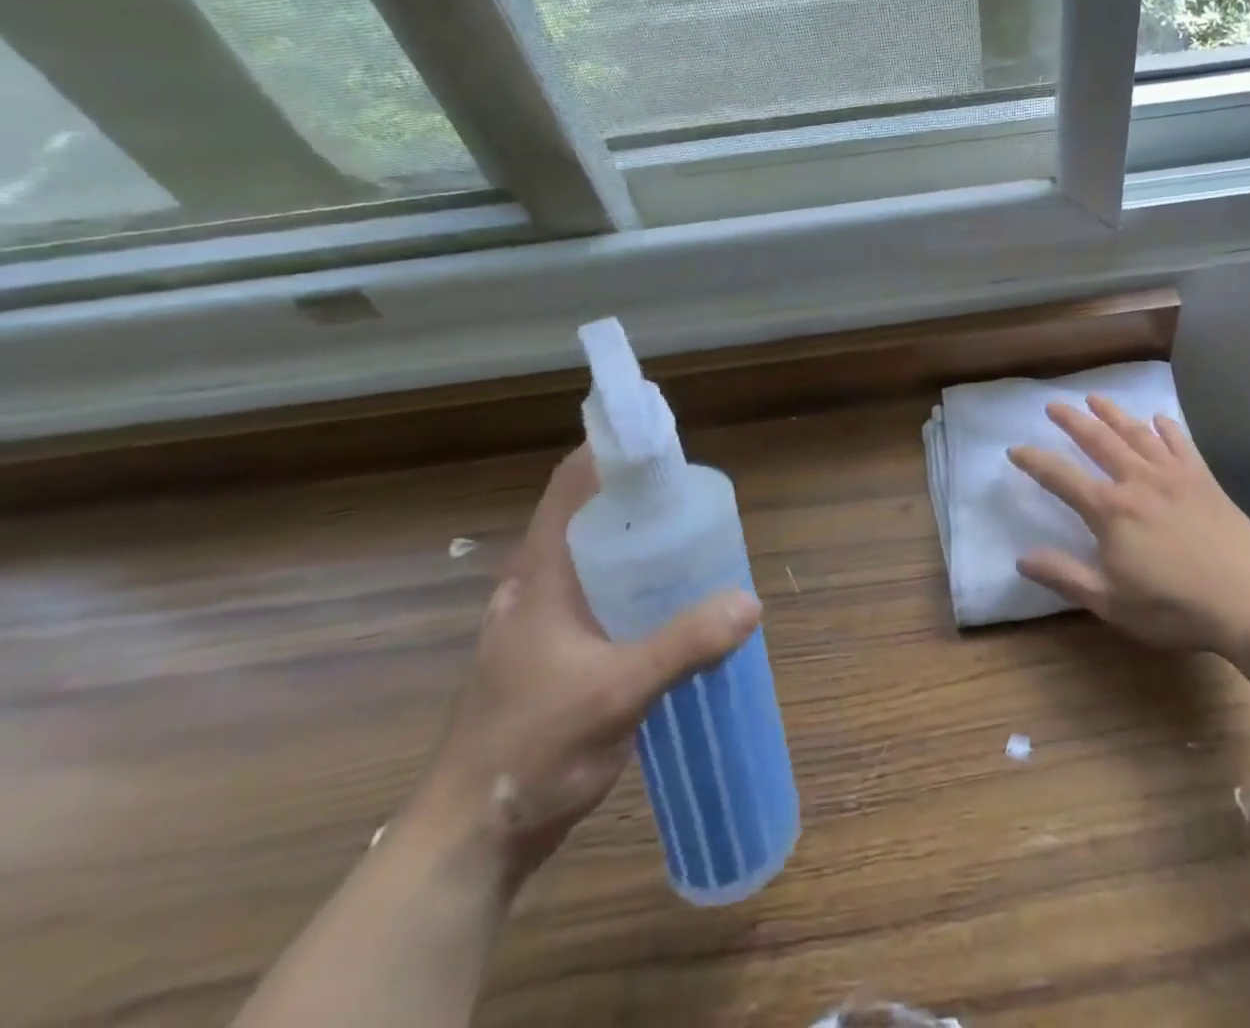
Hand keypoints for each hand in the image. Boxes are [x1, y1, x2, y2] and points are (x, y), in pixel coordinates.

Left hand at [407, 446, 760, 891]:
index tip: (662, 441)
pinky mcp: (553, 653)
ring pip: (596, 559)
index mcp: (540, 575)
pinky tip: (672, 604)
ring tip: (695, 541)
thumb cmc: (530, 751)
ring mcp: (542, 622)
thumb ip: (683, 644)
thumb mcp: (615, 693)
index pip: (571, 486)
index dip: (611, 452)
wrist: (469, 839)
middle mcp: (537, 587)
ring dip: (640, 544)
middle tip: (697, 495)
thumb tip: (750, 602)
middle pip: (590, 517)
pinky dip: (636, 584)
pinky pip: (601, 596)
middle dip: (640, 498)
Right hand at [1010, 396, 1249, 657]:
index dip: (1034, 461)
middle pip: (1098, 441)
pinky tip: (1158, 418)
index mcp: (1110, 509)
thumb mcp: (1110, 602)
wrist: (1248, 600)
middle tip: (1053, 405)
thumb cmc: (1173, 606)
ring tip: (1095, 398)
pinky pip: (1180, 443)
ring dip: (1112, 413)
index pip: (1061, 477)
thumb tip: (1022, 559)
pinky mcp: (1203, 479)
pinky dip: (1166, 428)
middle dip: (1072, 421)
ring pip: (1136, 433)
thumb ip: (1064, 576)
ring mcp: (1173, 475)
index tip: (1015, 449)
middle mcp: (1137, 481)